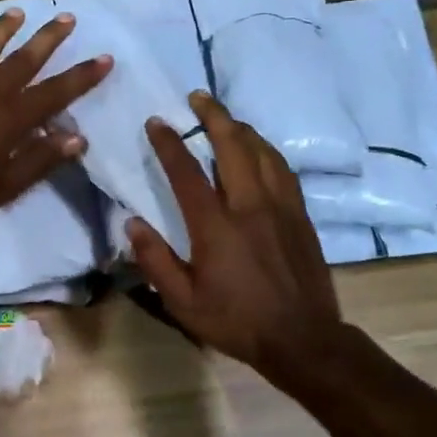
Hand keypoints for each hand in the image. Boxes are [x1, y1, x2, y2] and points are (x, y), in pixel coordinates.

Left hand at [0, 9, 112, 232]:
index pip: (56, 91)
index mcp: (11, 116)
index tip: (104, 57)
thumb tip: (77, 138)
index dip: (82, 75)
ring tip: (16, 12)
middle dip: (48, 37)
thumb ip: (41, 159)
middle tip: (66, 17)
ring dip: (2, 29)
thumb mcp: (6, 186)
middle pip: (24, 58)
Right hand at [126, 91, 344, 388]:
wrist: (303, 339)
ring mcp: (281, 208)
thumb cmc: (236, 321)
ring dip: (242, 129)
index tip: (156, 121)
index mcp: (216, 227)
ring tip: (226, 119)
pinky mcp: (301, 215)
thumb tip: (133, 223)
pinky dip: (266, 151)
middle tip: (198, 97)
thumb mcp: (183, 302)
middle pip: (233, 146)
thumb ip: (155, 260)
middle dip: (214, 116)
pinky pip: (283, 170)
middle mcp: (250, 206)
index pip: (187, 172)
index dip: (169, 143)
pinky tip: (259, 150)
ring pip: (263, 152)